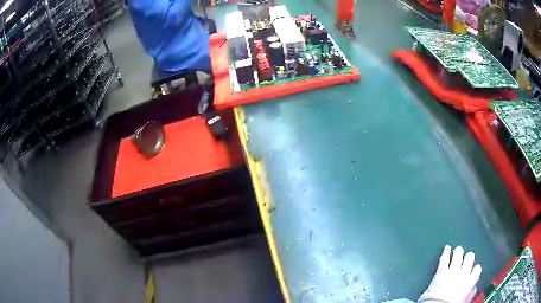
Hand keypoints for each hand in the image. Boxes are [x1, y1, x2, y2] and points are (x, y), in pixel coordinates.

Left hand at [418, 245, 481, 302]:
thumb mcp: (464, 301)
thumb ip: (471, 293)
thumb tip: (474, 288)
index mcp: (470, 282)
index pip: (477, 269)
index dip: (475, 268)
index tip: (474, 269)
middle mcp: (463, 274)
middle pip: (469, 258)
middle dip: (468, 257)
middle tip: (466, 257)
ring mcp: (452, 271)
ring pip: (458, 255)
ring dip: (458, 252)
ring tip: (458, 250)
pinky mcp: (441, 272)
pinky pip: (445, 259)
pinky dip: (446, 252)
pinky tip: (447, 247)